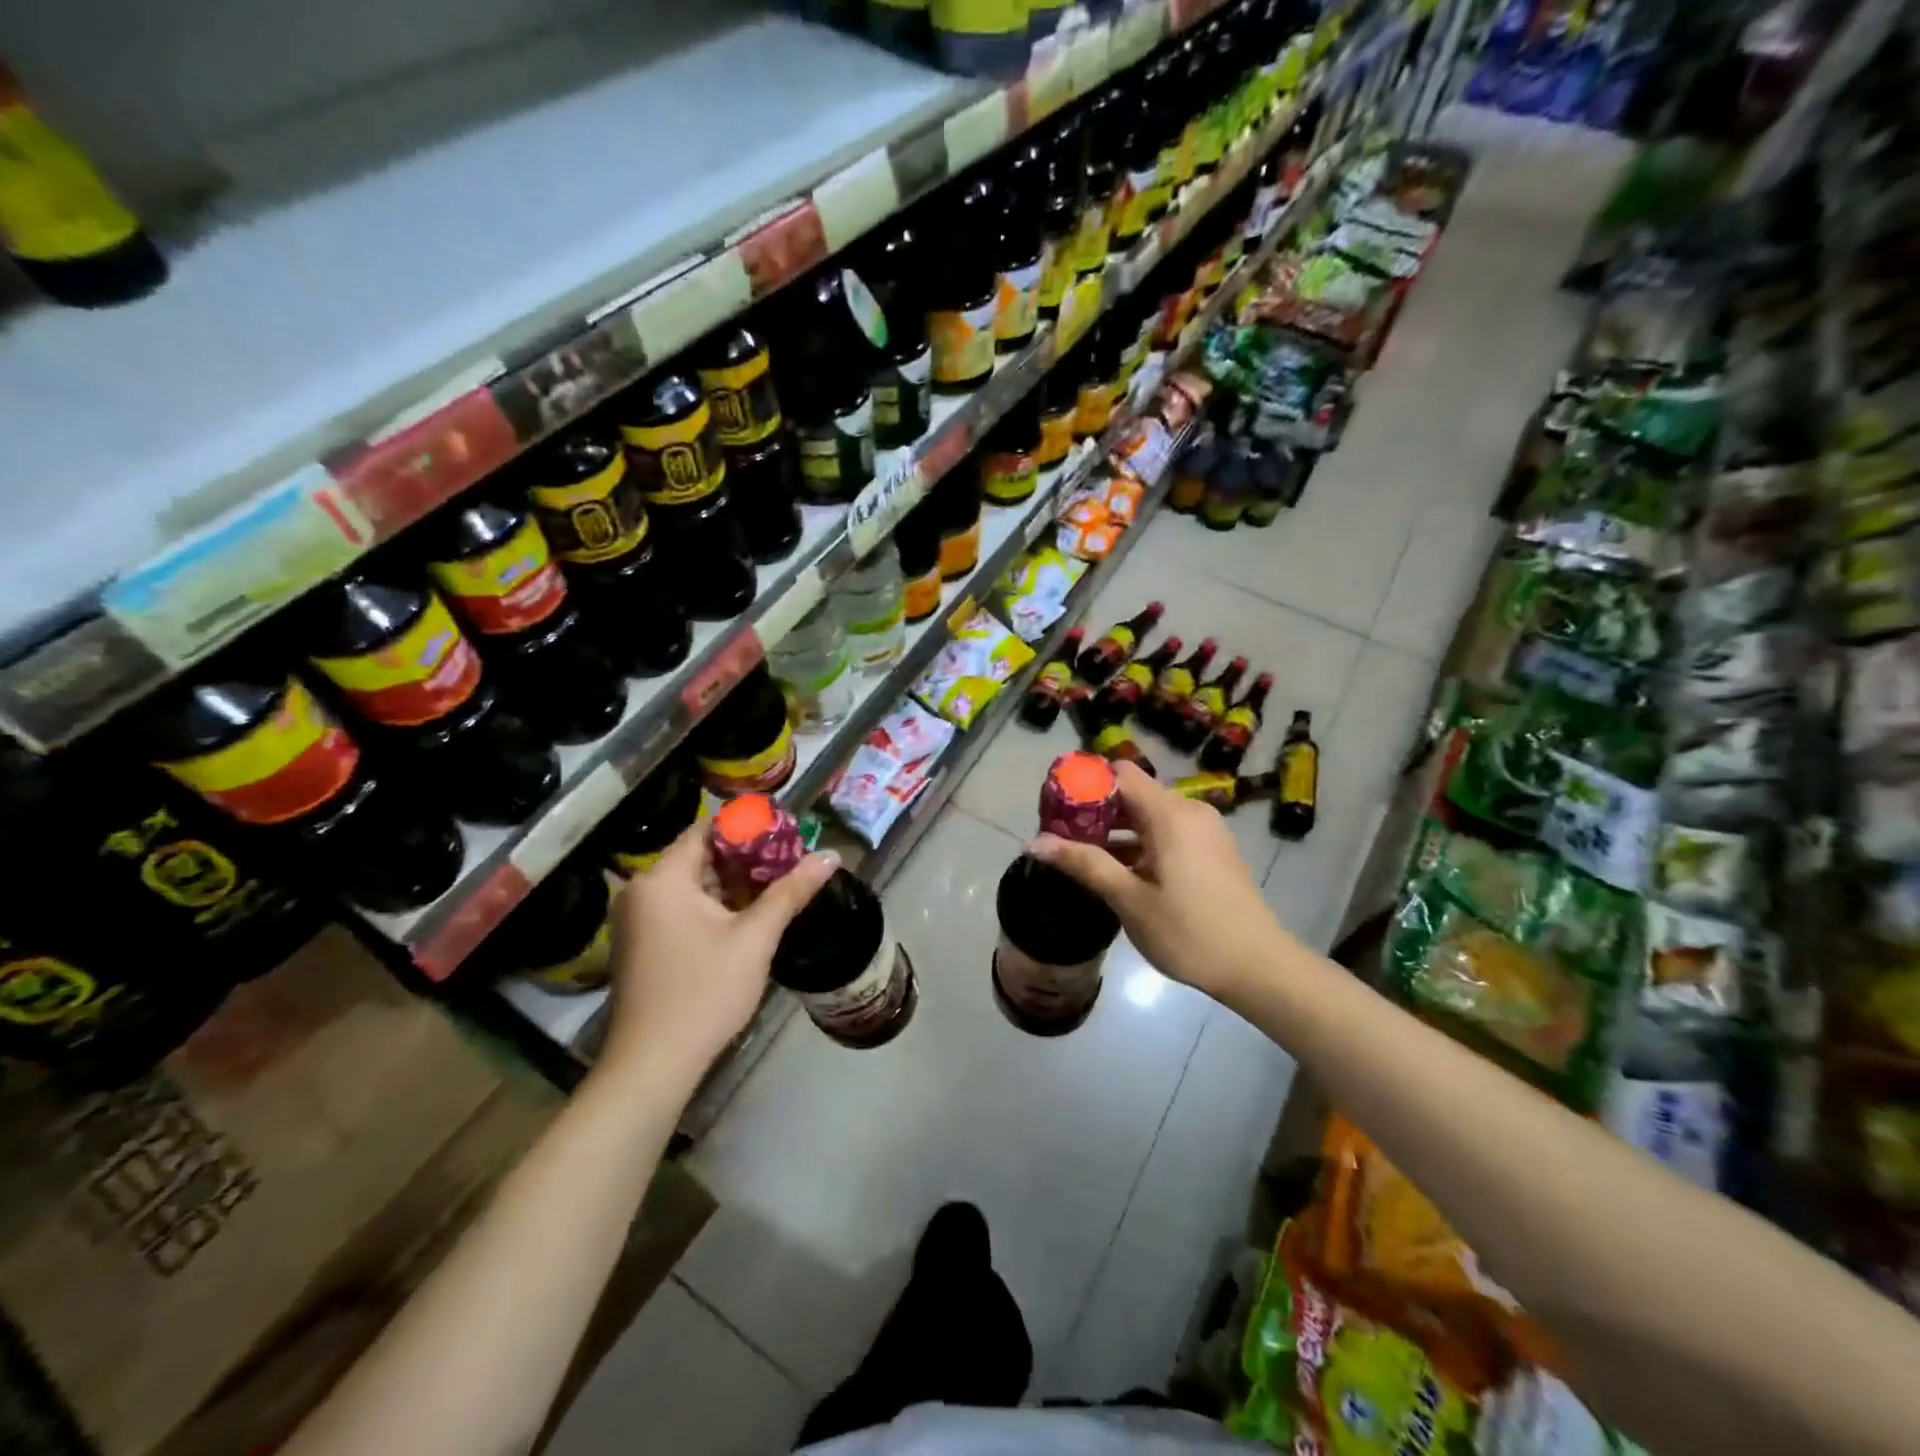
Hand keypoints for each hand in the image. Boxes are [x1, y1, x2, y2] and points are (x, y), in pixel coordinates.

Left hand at [597, 823, 838, 1086]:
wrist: (654, 1065)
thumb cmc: (704, 992)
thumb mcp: (755, 938)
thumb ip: (791, 891)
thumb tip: (831, 854)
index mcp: (661, 878)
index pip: (706, 830)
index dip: (747, 828)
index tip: (785, 835)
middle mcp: (641, 890)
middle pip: (698, 856)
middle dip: (745, 858)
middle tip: (789, 861)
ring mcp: (636, 919)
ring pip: (691, 885)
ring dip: (731, 884)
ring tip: (776, 886)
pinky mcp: (640, 944)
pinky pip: (680, 908)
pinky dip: (712, 906)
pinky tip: (745, 918)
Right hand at [1029, 761, 1286, 998]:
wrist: (1259, 967)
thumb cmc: (1190, 932)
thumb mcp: (1130, 900)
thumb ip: (1084, 864)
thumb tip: (1034, 843)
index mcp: (1170, 814)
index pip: (1120, 773)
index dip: (1086, 784)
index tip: (1057, 809)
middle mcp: (1189, 811)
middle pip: (1133, 793)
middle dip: (1096, 811)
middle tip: (1062, 838)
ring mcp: (1205, 830)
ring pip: (1150, 815)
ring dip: (1117, 830)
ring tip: (1084, 858)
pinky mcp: (1213, 849)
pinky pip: (1168, 832)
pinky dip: (1141, 842)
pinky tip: (1122, 872)